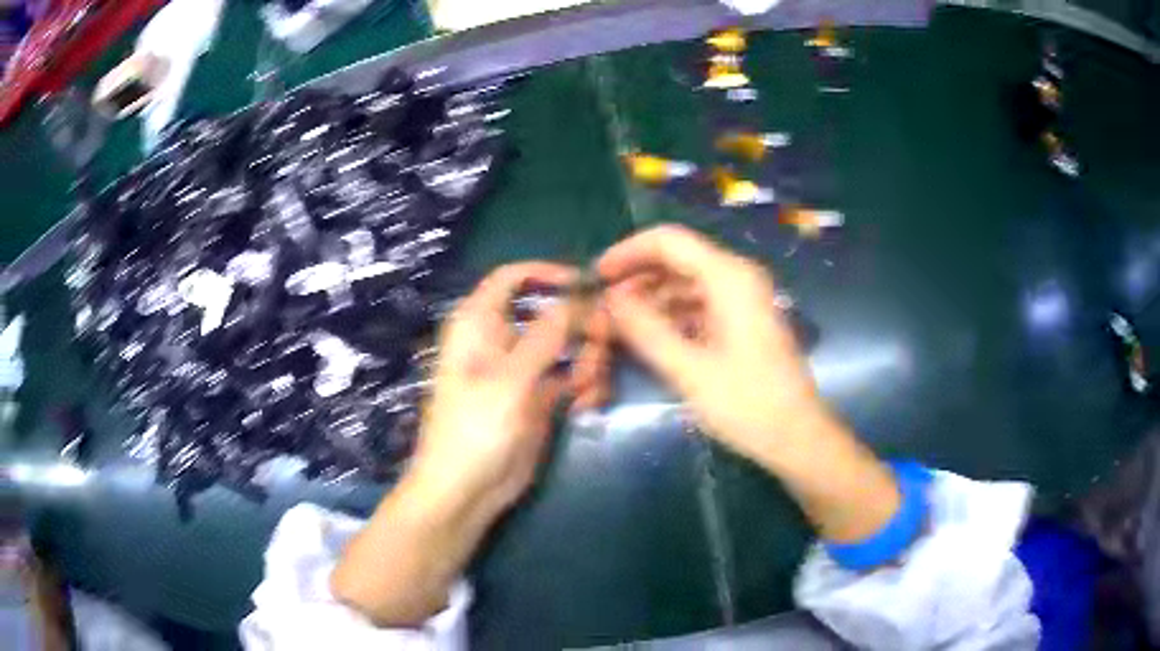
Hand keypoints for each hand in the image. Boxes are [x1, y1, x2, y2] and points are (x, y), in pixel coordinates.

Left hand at [413, 261, 578, 513]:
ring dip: (588, 361)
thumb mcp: (510, 378)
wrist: (466, 491)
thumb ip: (546, 334)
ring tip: (586, 390)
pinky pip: (573, 376)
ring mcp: (524, 369)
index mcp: (479, 323)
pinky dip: (585, 386)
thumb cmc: (474, 429)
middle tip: (601, 349)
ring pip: (569, 345)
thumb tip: (580, 295)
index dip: (549, 274)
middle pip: (552, 311)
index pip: (513, 277)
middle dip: (582, 327)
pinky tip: (585, 406)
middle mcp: (502, 339)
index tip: (589, 285)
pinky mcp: (541, 397)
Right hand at [597, 225, 823, 461]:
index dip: (627, 252)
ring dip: (652, 299)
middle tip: (603, 309)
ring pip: (686, 283)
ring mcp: (743, 299)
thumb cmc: (748, 404)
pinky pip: (700, 304)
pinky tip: (651, 337)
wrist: (797, 437)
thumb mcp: (690, 370)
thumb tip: (610, 300)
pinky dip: (673, 315)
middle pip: (677, 259)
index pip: (668, 241)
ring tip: (620, 326)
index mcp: (729, 277)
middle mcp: (738, 277)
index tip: (596, 277)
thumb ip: (647, 330)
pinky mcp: (744, 321)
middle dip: (637, 279)